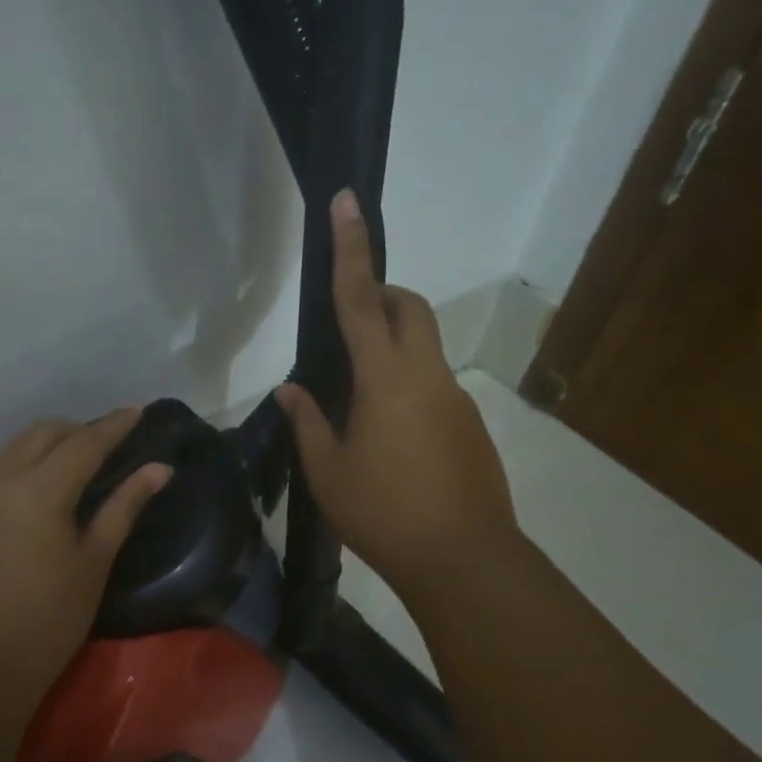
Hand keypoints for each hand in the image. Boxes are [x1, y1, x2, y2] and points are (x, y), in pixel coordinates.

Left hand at [0, 411, 170, 704]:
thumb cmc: (47, 624)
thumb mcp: (93, 564)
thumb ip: (124, 507)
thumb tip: (159, 468)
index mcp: (37, 492)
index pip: (83, 443)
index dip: (112, 426)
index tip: (134, 411)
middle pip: (40, 434)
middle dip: (74, 431)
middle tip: (101, 444)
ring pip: (7, 455)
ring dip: (40, 452)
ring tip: (64, 472)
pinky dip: (11, 479)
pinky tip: (23, 508)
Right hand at [276, 189, 517, 606]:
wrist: (464, 560)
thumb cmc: (384, 514)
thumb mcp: (328, 471)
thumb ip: (308, 422)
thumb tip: (291, 390)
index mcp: (386, 378)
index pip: (363, 299)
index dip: (351, 249)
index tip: (347, 202)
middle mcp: (427, 375)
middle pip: (410, 308)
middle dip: (381, 295)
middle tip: (347, 324)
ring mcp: (455, 398)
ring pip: (423, 346)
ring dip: (392, 346)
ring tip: (357, 399)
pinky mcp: (469, 423)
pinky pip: (433, 383)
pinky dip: (406, 384)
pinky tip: (388, 435)